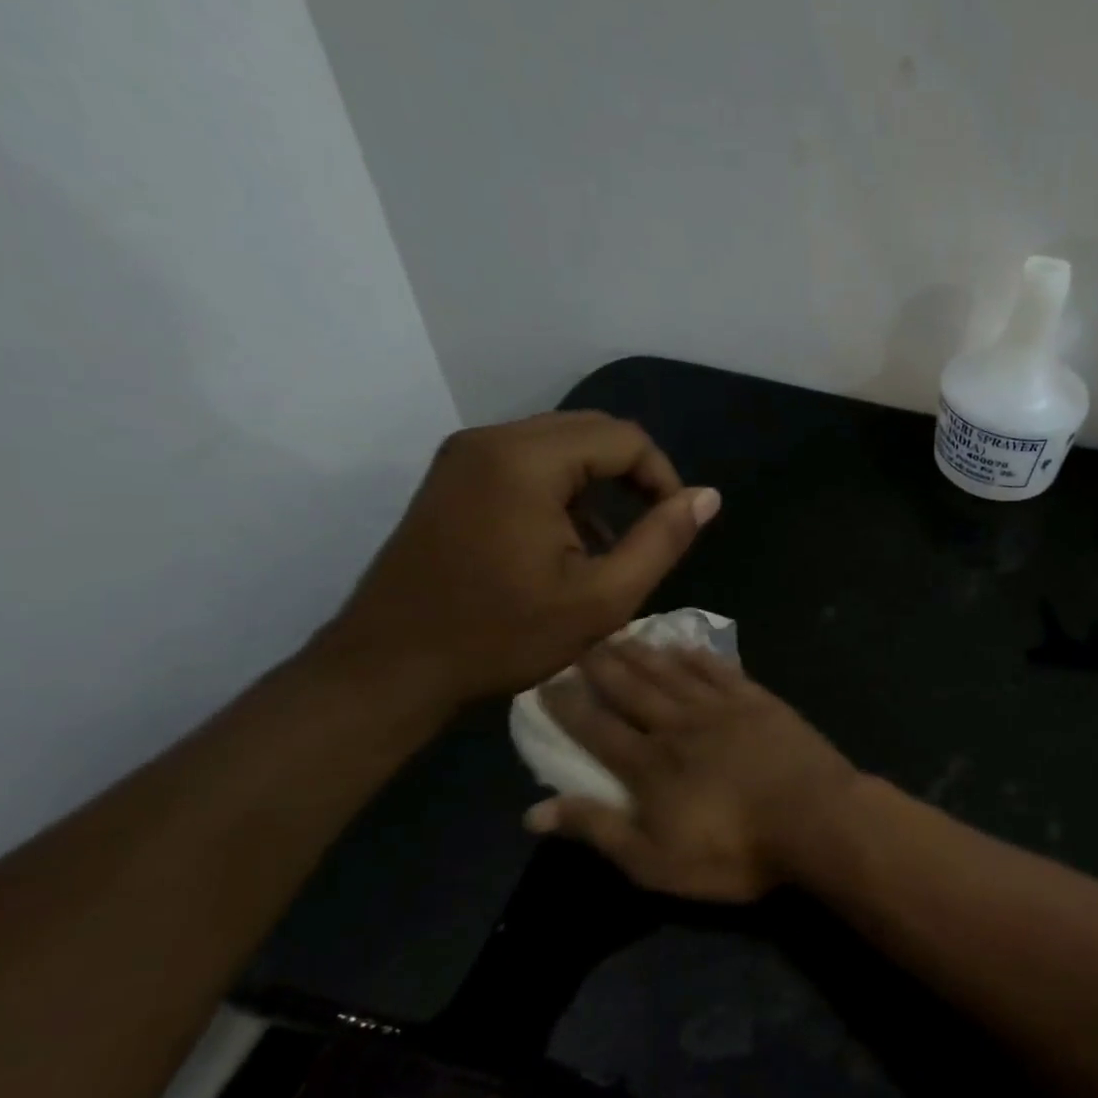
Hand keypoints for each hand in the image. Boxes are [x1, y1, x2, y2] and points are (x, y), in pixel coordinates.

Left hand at [316, 412, 718, 711]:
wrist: (390, 667)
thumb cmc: (501, 636)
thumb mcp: (601, 599)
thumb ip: (662, 541)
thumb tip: (707, 497)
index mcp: (526, 462)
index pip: (624, 438)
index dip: (662, 477)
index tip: (672, 526)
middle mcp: (492, 440)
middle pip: (591, 431)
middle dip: (632, 475)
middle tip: (648, 531)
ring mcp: (464, 455)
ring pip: (559, 444)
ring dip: (597, 483)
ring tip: (608, 544)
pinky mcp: (452, 476)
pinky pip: (526, 461)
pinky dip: (561, 488)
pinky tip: (564, 541)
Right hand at [528, 643, 860, 901]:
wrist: (814, 817)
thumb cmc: (734, 851)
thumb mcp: (656, 861)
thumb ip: (599, 831)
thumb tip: (534, 812)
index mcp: (649, 765)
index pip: (597, 728)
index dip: (569, 706)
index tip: (546, 681)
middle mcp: (678, 726)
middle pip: (632, 690)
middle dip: (602, 667)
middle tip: (579, 642)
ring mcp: (721, 708)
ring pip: (671, 673)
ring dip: (643, 654)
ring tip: (621, 635)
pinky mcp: (758, 701)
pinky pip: (720, 670)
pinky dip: (698, 657)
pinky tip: (685, 646)